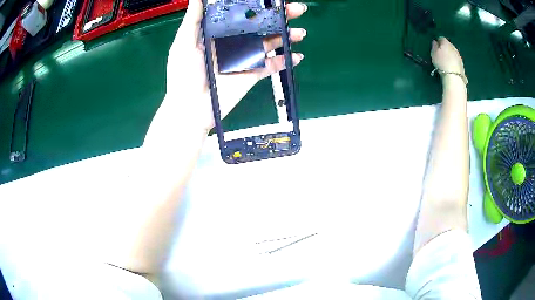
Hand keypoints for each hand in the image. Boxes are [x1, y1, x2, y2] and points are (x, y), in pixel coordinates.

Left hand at [166, 0, 306, 131]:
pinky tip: (296, 56)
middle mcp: (234, 42)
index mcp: (219, 33)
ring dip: (286, 37)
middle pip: (260, 26)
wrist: (190, 110)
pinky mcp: (252, 75)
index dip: (257, 6)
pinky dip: (285, 61)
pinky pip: (271, 66)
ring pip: (270, 43)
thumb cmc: (182, 75)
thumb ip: (193, 21)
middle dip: (279, 17)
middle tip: (295, 10)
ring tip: (299, 32)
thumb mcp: (183, 45)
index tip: (272, 0)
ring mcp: (245, 58)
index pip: (242, 14)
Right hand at [431, 37, 464, 75]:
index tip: (435, 47)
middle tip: (441, 54)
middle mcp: (453, 47)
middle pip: (448, 45)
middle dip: (445, 48)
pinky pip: (456, 59)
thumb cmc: (442, 63)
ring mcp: (459, 56)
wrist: (454, 77)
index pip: (441, 38)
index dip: (438, 41)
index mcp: (446, 43)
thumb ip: (434, 46)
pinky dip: (453, 61)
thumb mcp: (433, 53)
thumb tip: (435, 41)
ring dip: (450, 54)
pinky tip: (451, 66)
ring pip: (453, 52)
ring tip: (446, 61)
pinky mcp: (462, 64)